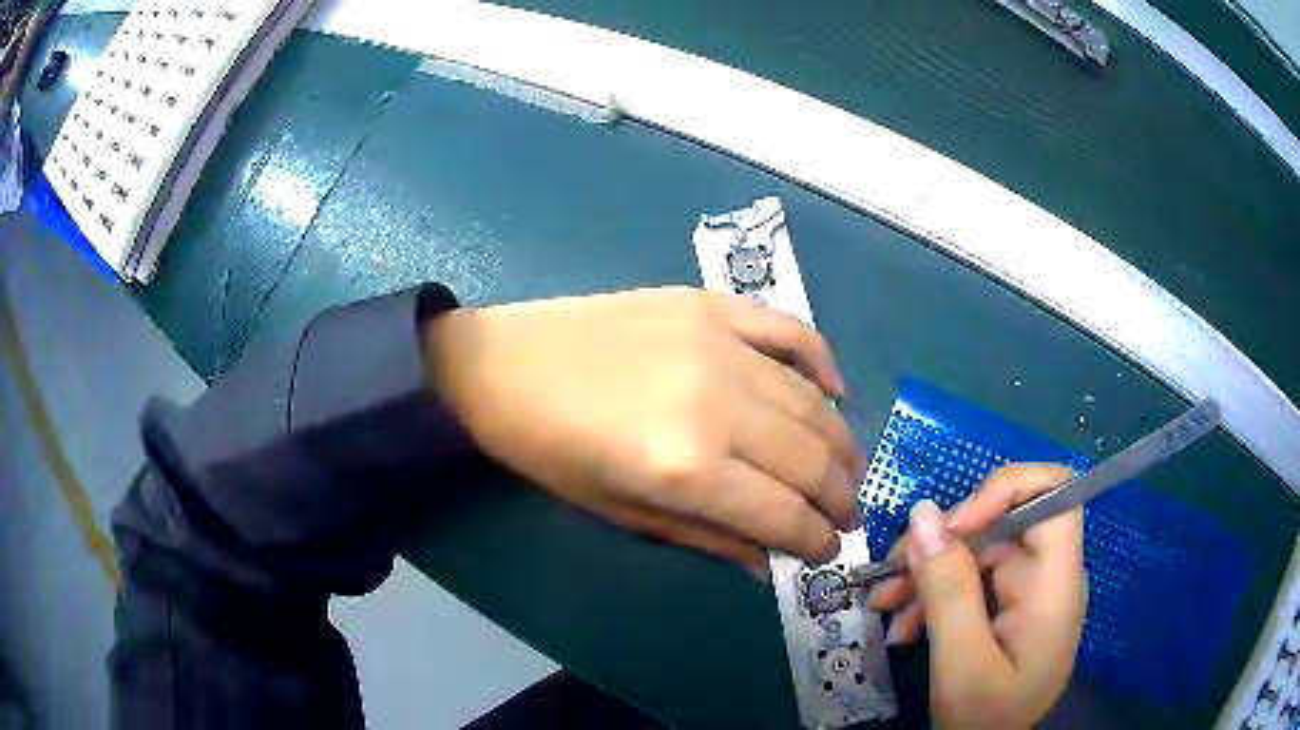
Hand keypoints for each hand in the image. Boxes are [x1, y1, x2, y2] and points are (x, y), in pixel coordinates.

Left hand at [422, 286, 865, 574]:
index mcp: (686, 467)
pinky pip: (788, 330)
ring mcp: (718, 343)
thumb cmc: (549, 451)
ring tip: (848, 468)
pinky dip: (822, 360)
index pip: (784, 513)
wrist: (500, 365)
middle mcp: (717, 403)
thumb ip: (707, 537)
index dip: (815, 540)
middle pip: (810, 458)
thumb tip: (770, 563)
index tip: (829, 552)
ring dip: (841, 442)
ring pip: (810, 400)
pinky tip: (834, 391)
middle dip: (840, 496)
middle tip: (848, 515)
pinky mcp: (710, 305)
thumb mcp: (620, 511)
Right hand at [868, 465, 1085, 728]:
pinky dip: (935, 595)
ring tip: (883, 603)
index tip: (951, 527)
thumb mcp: (961, 663)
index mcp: (1055, 582)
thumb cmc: (986, 719)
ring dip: (929, 571)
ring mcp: (1028, 590)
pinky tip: (904, 624)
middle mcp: (1048, 574)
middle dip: (944, 541)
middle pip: (1003, 520)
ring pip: (979, 550)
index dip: (1003, 489)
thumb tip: (923, 512)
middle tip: (890, 575)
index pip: (1052, 491)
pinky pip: (972, 580)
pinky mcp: (1009, 606)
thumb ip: (948, 589)